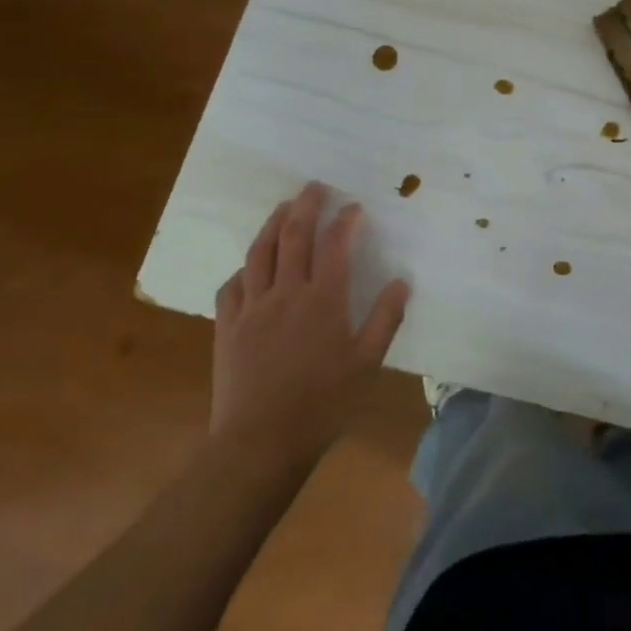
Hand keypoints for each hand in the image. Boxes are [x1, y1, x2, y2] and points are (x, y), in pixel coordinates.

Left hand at [210, 182, 410, 472]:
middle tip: (315, 187)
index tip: (354, 207)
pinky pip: (232, 286)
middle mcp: (286, 292)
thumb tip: (402, 281)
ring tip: (283, 208)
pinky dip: (243, 268)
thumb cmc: (322, 403)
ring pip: (259, 253)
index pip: (335, 244)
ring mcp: (252, 308)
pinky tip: (250, 267)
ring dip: (272, 224)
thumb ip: (385, 318)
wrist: (259, 443)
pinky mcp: (227, 328)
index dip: (345, 220)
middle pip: (294, 235)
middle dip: (306, 205)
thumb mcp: (367, 363)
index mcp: (323, 299)